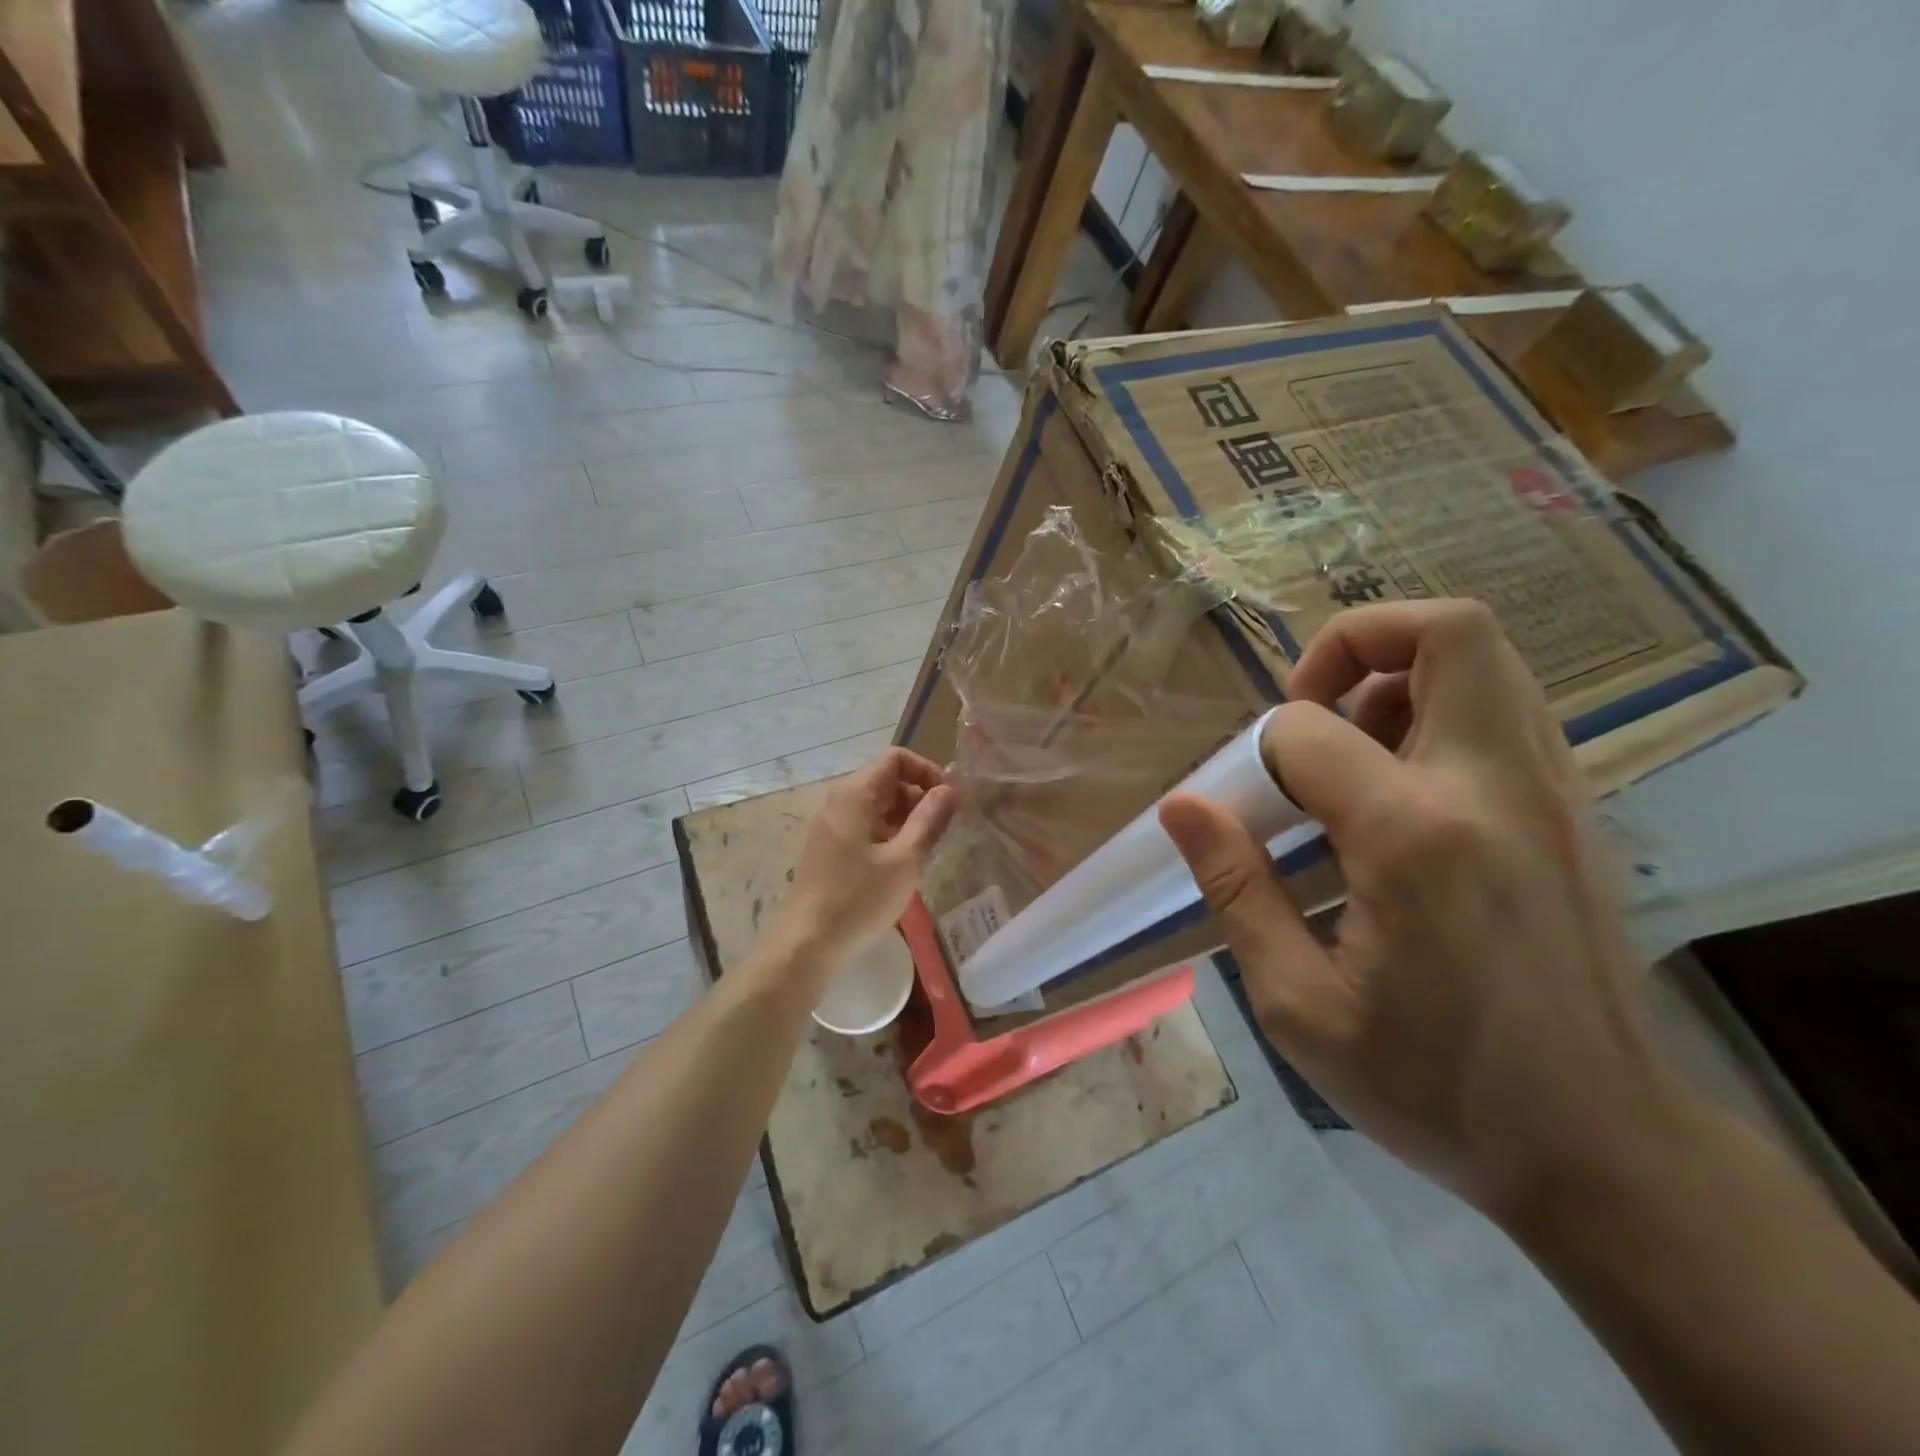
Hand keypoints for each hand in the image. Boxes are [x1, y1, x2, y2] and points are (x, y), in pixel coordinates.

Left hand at [774, 748, 958, 974]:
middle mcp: (839, 801)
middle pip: (886, 780)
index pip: (896, 758)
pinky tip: (900, 865)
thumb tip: (950, 790)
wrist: (807, 943)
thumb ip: (930, 819)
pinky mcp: (828, 847)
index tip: (949, 800)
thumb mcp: (905, 859)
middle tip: (941, 831)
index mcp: (855, 794)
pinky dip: (888, 834)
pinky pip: (864, 825)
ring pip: (877, 805)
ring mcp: (830, 824)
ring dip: (905, 819)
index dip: (927, 771)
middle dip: (919, 798)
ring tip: (924, 851)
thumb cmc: (860, 899)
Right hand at [1160, 600, 1676, 1222]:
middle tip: (1308, 705)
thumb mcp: (1299, 1006)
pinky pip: (1506, 712)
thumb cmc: (1435, 1087)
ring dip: (1400, 676)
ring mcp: (1553, 795)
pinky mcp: (1575, 815)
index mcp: (1417, 838)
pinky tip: (1400, 791)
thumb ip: (1236, 889)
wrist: (1608, 1154)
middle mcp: (1497, 789)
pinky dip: (1441, 713)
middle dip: (1358, 640)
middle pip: (1450, 632)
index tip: (1247, 809)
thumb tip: (1181, 806)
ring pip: (1487, 661)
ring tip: (1349, 750)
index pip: (1308, 732)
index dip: (1257, 755)